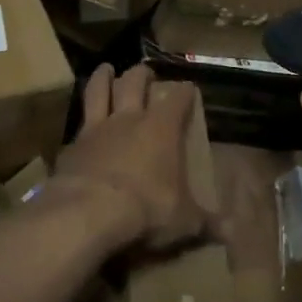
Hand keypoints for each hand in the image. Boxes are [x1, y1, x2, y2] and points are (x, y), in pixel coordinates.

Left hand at [52, 64, 205, 254]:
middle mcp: (129, 120)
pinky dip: (81, 121)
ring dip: (103, 78)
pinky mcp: (71, 147)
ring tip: (105, 69)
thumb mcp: (183, 221)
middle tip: (145, 72)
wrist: (87, 214)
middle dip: (142, 75)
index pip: (178, 99)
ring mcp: (96, 130)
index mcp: (162, 129)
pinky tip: (80, 126)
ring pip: (99, 91)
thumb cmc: (146, 209)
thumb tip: (231, 231)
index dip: (184, 91)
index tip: (189, 87)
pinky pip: (77, 125)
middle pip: (134, 83)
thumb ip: (206, 222)